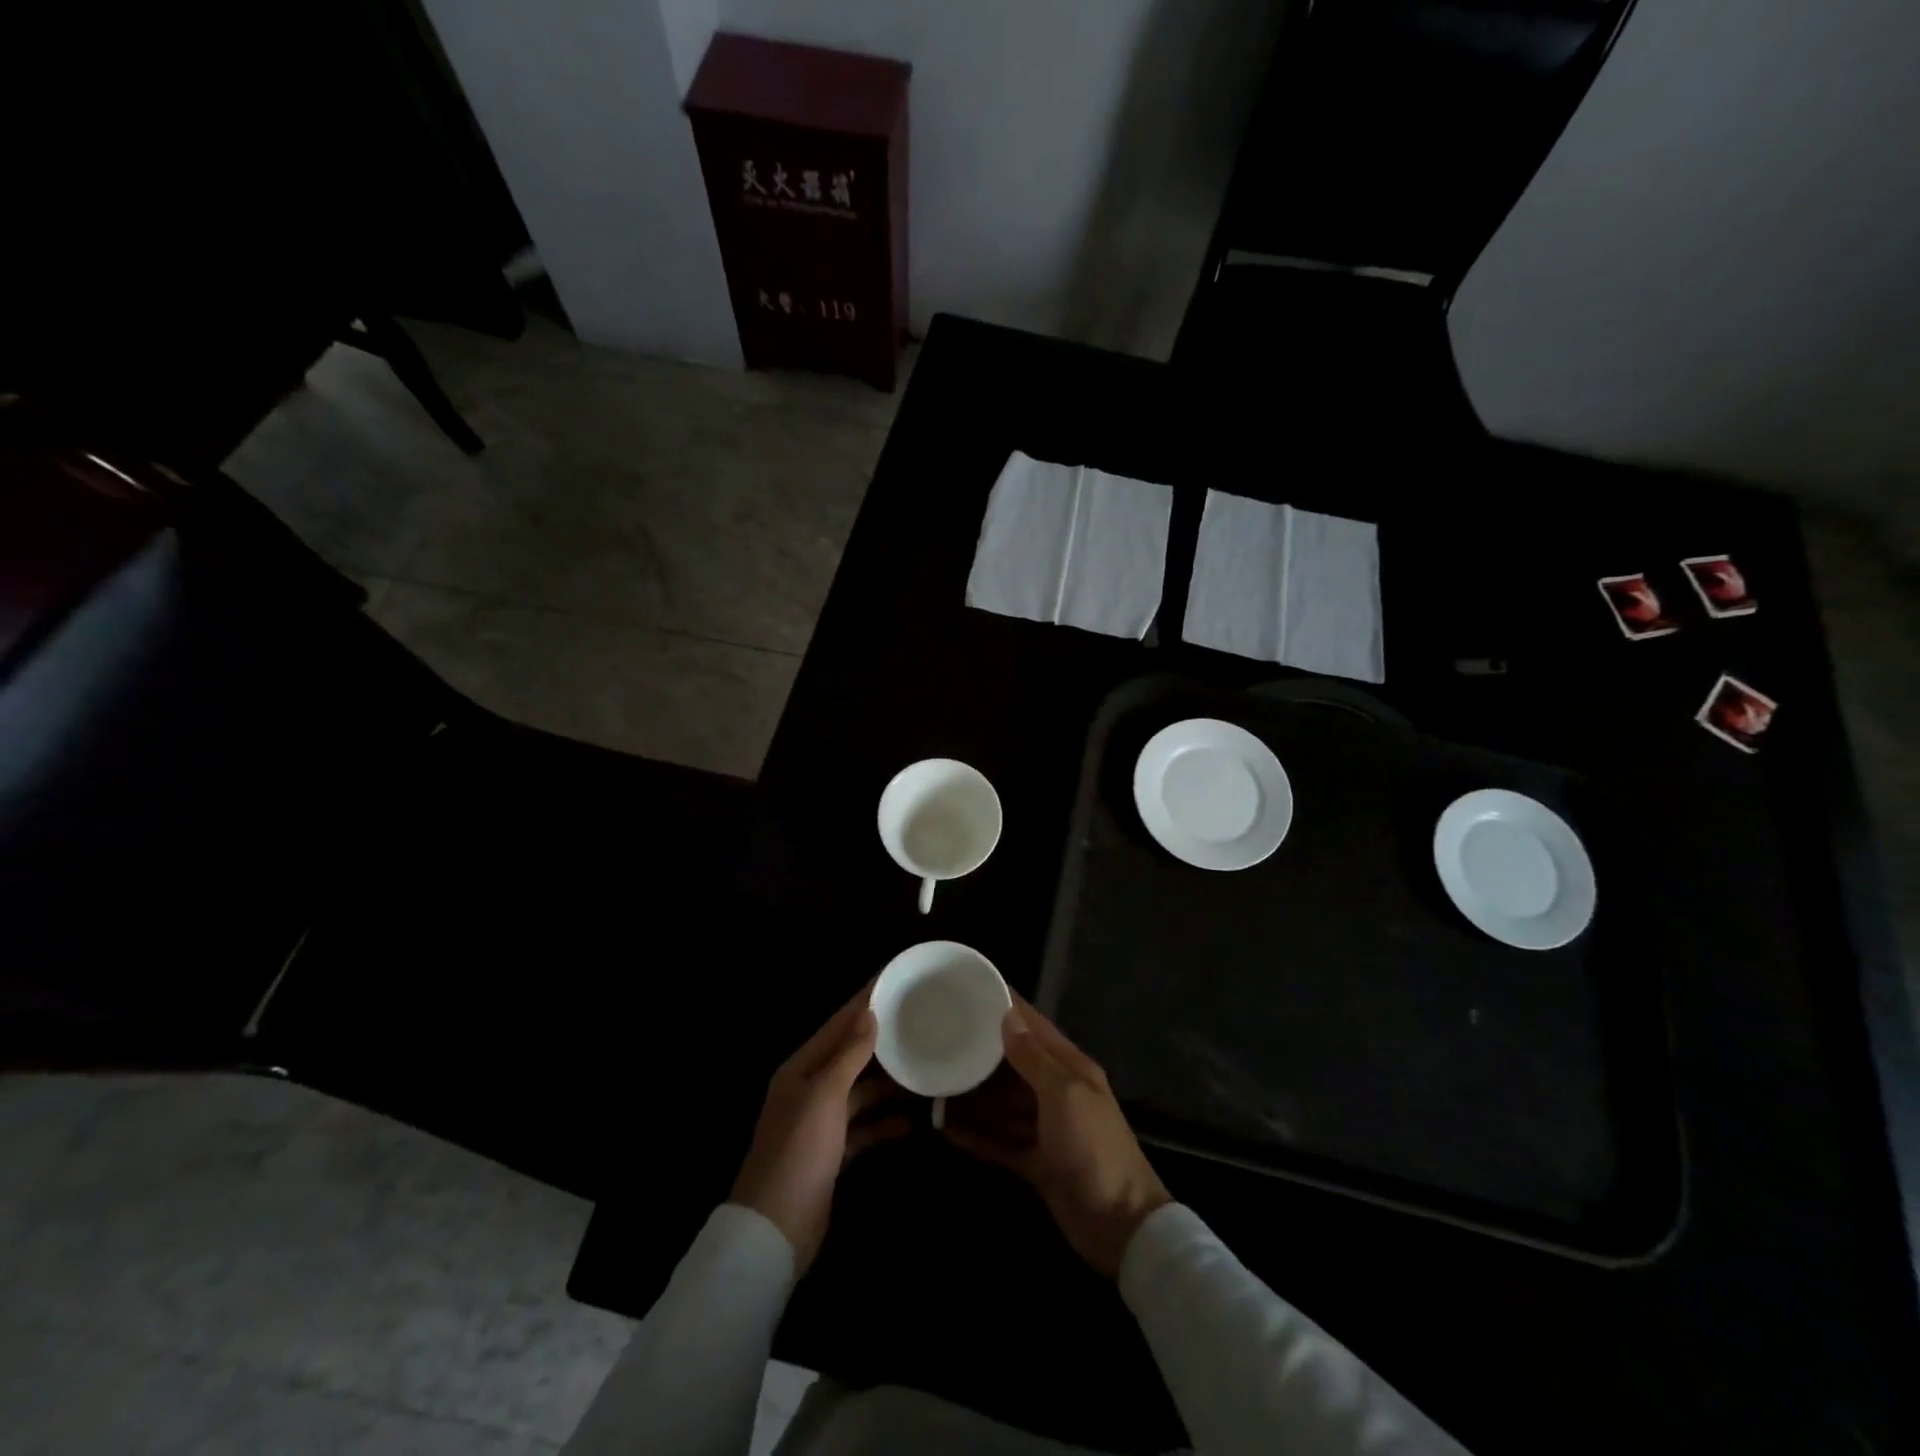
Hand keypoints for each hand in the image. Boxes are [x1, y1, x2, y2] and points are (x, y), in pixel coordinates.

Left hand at [729, 985, 910, 1272]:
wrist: (775, 1229)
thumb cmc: (799, 1150)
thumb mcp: (825, 1095)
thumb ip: (849, 1054)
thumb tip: (870, 1013)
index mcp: (801, 1068)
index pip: (838, 1025)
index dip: (864, 1003)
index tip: (893, 981)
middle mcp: (809, 1090)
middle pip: (850, 1057)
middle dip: (881, 1043)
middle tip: (919, 1024)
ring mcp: (820, 1124)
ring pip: (860, 1093)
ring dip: (888, 1086)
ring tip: (924, 1072)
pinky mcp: (831, 1155)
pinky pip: (863, 1129)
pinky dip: (884, 1125)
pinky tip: (912, 1123)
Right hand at [944, 993, 1170, 1277]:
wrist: (1121, 1227)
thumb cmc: (1094, 1149)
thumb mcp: (1064, 1095)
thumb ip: (1034, 1057)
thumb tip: (1007, 1016)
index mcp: (1070, 1067)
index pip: (1033, 1026)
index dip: (1005, 1008)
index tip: (970, 991)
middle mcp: (1057, 1092)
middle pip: (1012, 1065)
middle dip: (980, 1055)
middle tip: (940, 1041)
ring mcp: (1047, 1129)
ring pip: (1003, 1104)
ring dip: (973, 1098)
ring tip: (934, 1087)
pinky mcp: (1037, 1163)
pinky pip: (1001, 1142)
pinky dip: (977, 1136)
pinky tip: (947, 1130)